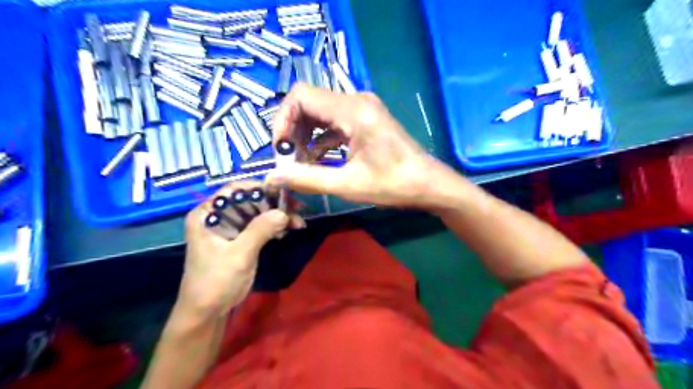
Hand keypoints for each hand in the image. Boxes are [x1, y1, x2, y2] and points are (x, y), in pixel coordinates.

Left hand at [176, 181, 293, 317]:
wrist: (207, 312)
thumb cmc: (216, 281)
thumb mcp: (239, 254)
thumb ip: (260, 230)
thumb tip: (284, 212)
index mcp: (207, 214)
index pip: (234, 190)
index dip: (259, 188)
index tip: (283, 193)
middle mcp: (217, 216)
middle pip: (249, 200)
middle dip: (274, 204)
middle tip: (297, 208)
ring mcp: (229, 228)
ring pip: (257, 213)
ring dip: (277, 216)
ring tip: (298, 222)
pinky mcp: (239, 239)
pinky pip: (259, 226)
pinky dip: (274, 226)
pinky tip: (289, 229)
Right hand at [265, 82, 449, 207]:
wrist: (428, 184)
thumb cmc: (393, 185)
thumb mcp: (347, 184)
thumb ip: (307, 178)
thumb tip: (273, 176)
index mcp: (353, 110)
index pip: (301, 96)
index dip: (283, 120)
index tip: (282, 149)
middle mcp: (356, 101)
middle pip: (309, 102)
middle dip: (294, 129)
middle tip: (290, 159)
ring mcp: (363, 108)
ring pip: (321, 112)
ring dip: (306, 135)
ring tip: (301, 163)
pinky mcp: (366, 119)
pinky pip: (334, 122)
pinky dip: (321, 138)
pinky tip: (317, 159)